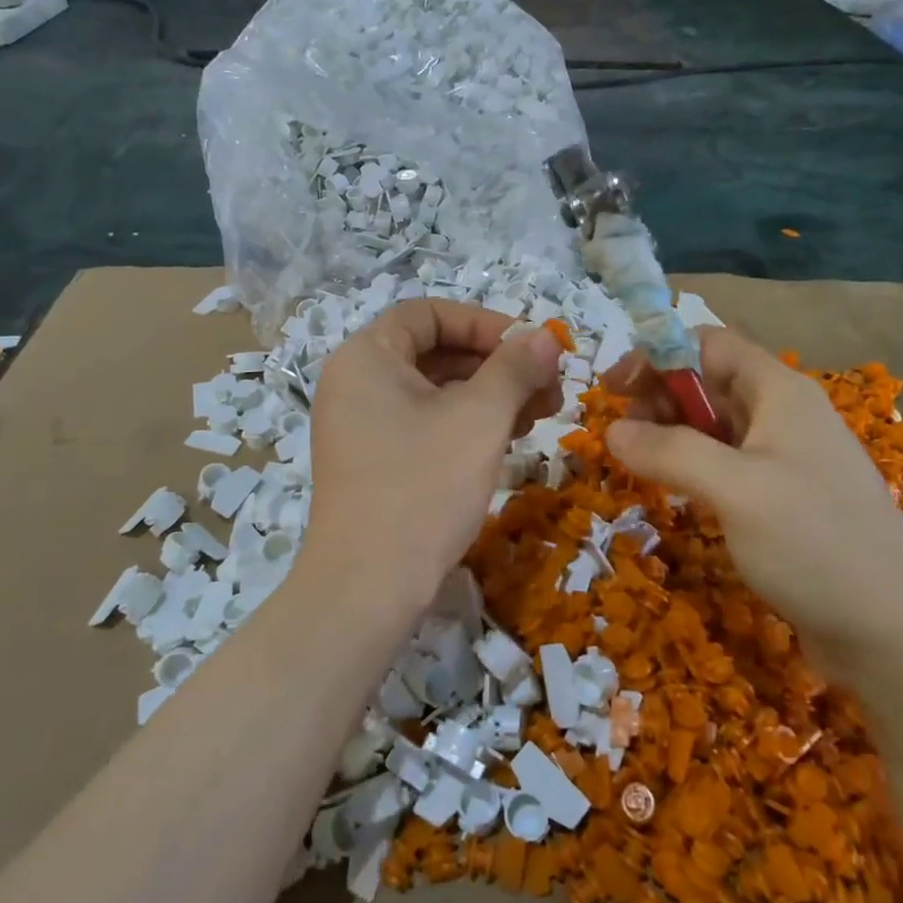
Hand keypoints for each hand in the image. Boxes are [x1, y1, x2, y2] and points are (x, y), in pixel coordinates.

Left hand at [304, 302, 561, 622]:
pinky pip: (422, 423)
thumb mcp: (480, 419)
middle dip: (496, 366)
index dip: (486, 324)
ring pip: (433, 391)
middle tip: (548, 389)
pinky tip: (505, 442)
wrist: (367, 588)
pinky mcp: (370, 460)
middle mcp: (354, 382)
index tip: (531, 350)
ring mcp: (358, 424)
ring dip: (488, 396)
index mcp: (366, 356)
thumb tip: (545, 335)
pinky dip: (464, 424)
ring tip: (538, 417)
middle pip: (434, 352)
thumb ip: (515, 368)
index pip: (431, 314)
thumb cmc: (423, 487)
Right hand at [605, 328, 902, 676]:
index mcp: (780, 392)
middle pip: (709, 382)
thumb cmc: (817, 544)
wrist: (897, 637)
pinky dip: (692, 467)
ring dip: (671, 434)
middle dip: (659, 396)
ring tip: (638, 463)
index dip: (658, 355)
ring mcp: (785, 460)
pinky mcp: (782, 501)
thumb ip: (670, 451)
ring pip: (715, 426)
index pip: (709, 344)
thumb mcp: (736, 489)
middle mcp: (784, 416)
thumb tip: (612, 430)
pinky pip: (726, 465)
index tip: (614, 389)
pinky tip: (674, 491)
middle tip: (622, 434)